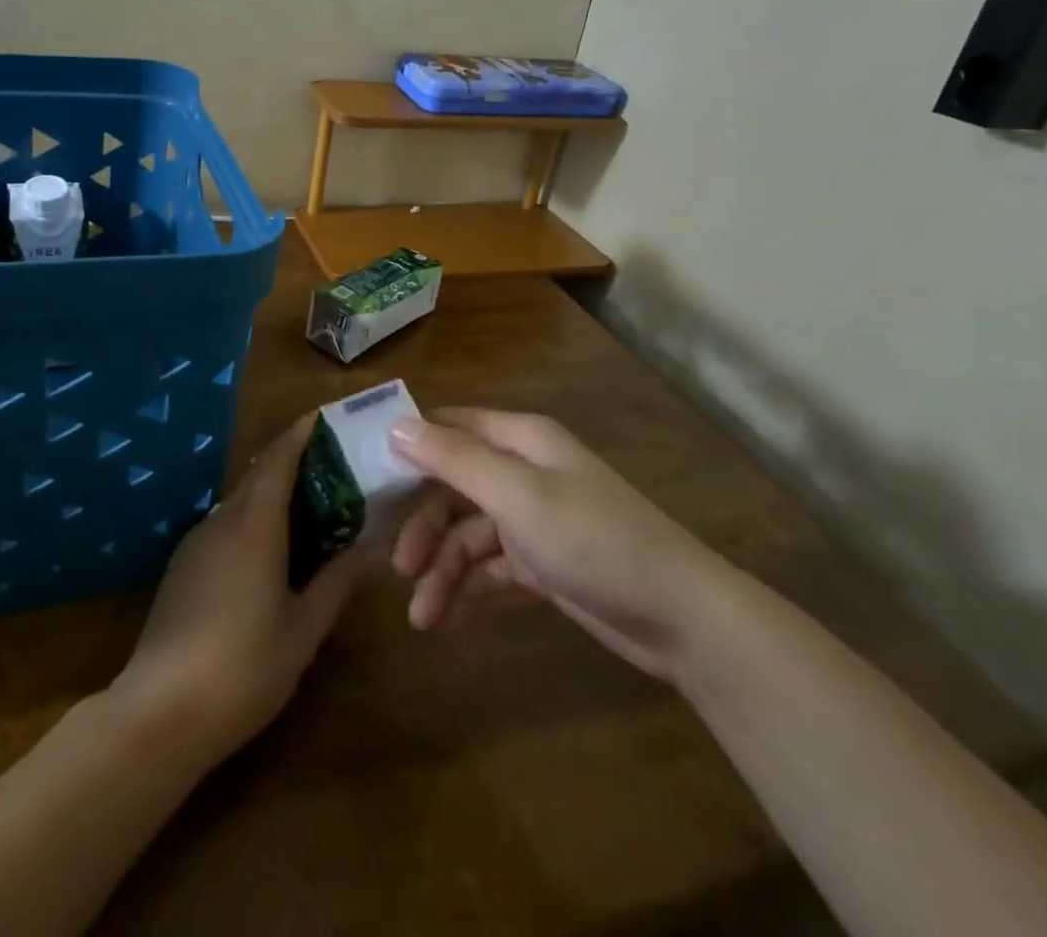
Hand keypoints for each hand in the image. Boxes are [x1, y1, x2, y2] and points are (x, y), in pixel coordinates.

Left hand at [113, 415, 365, 761]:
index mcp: (255, 526)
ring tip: (304, 510)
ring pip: (238, 504)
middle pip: (257, 477)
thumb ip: (337, 582)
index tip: (321, 418)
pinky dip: (249, 523)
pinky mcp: (180, 569)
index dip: (298, 435)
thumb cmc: (245, 666)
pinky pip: (222, 528)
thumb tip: (374, 548)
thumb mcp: (304, 629)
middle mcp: (222, 523)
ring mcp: (195, 545)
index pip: (278, 461)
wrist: (160, 712)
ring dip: (268, 496)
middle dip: (289, 462)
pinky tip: (266, 554)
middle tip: (327, 466)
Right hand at [389, 409, 735, 680]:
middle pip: (453, 488)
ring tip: (423, 619)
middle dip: (425, 528)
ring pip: (469, 536)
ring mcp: (534, 520)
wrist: (680, 619)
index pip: (450, 427)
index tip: (366, 476)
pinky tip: (449, 621)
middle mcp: (523, 472)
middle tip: (399, 568)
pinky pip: (491, 569)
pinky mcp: (543, 564)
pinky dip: (470, 590)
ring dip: (444, 572)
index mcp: (520, 441)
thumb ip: (454, 460)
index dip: (410, 445)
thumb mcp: (517, 496)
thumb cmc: (593, 540)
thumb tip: (395, 426)